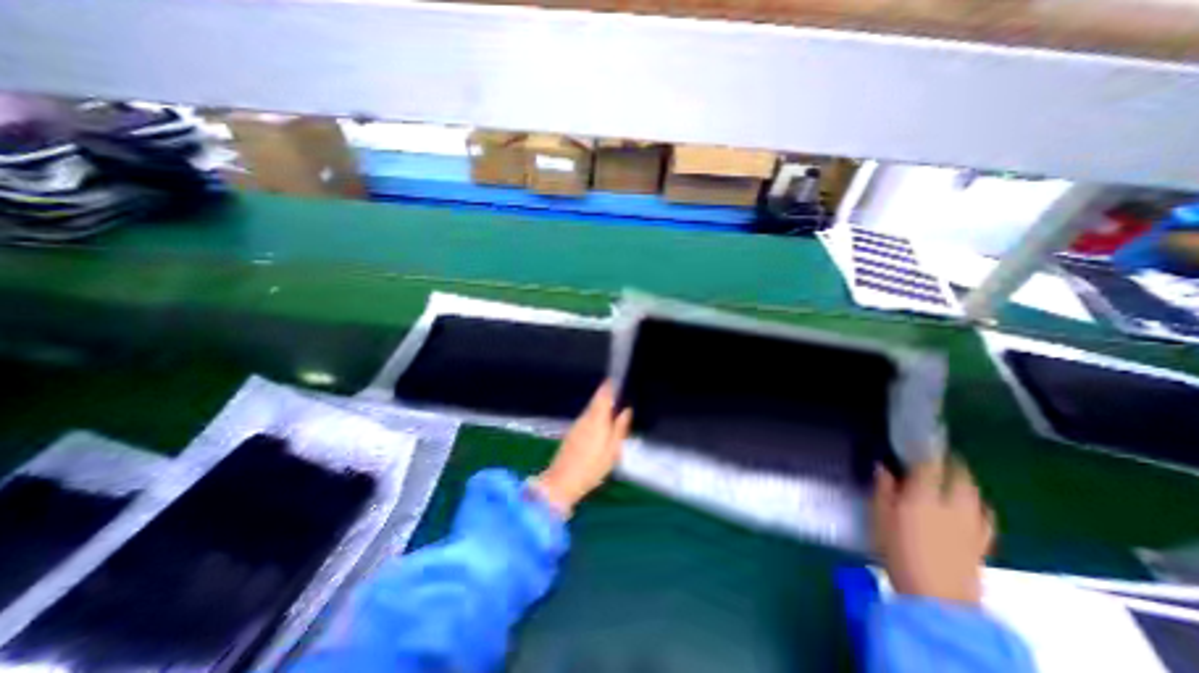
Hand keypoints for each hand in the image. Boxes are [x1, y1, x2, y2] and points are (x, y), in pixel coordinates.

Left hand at [528, 380, 630, 518]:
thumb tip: (626, 410)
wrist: (562, 481)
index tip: (616, 380)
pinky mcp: (572, 433)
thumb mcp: (613, 450)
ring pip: (591, 410)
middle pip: (596, 401)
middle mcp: (585, 417)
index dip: (609, 386)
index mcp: (597, 419)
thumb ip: (620, 428)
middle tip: (620, 396)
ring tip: (613, 412)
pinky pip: (586, 419)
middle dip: (607, 397)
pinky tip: (601, 427)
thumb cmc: (592, 467)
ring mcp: (577, 425)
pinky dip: (594, 418)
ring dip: (601, 408)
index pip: (603, 395)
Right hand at [874, 453, 993, 604]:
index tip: (916, 439)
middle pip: (960, 475)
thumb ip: (883, 489)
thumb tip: (882, 467)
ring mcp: (972, 523)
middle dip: (951, 462)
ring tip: (951, 475)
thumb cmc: (898, 551)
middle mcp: (953, 505)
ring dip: (964, 480)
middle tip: (935, 454)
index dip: (925, 449)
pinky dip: (976, 502)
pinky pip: (984, 513)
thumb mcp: (879, 517)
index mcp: (924, 496)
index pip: (930, 465)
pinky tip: (970, 504)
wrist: (937, 599)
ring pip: (974, 492)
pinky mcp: (983, 541)